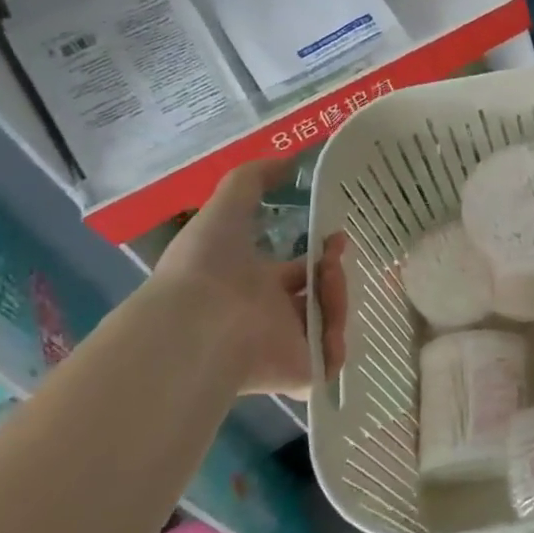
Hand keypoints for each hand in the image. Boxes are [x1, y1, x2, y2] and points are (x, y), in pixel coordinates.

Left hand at [151, 160, 347, 396]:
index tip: (337, 237)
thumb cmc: (206, 266)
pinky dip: (336, 347)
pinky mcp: (296, 373)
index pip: (299, 273)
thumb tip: (286, 159)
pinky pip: (329, 363)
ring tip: (331, 282)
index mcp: (255, 284)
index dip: (323, 255)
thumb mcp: (226, 207)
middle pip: (319, 298)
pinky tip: (332, 325)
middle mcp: (270, 316)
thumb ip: (252, 179)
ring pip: (329, 324)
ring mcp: (284, 346)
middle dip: (336, 276)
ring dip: (338, 299)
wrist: (195, 324)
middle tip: (338, 260)